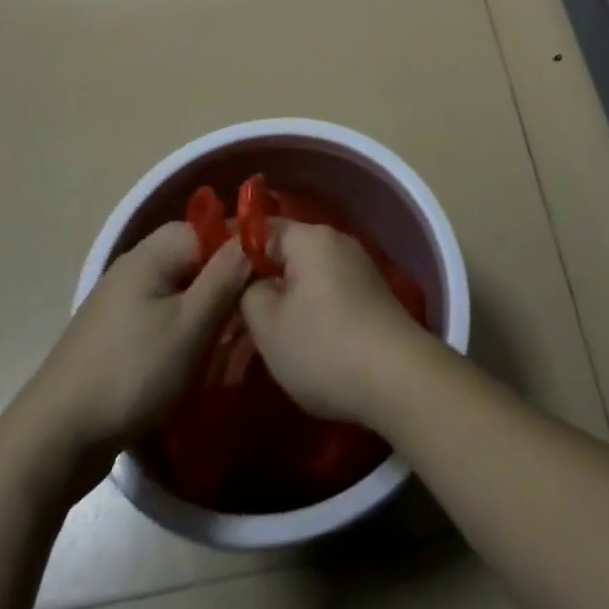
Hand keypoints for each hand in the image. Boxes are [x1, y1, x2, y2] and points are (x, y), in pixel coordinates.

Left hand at [0, 222, 248, 498]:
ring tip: (225, 349)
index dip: (240, 249)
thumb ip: (225, 276)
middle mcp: (134, 268)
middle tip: (247, 321)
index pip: (210, 228)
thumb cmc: (131, 373)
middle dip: (225, 287)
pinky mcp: (114, 336)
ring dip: (206, 315)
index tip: (267, 278)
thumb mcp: (191, 325)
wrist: (53, 440)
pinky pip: (161, 319)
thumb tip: (254, 236)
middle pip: (195, 260)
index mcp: (151, 254)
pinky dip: (182, 335)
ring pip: (181, 293)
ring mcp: (120, 302)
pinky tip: (193, 365)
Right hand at [239, 219, 432, 427]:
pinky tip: (299, 342)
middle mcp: (337, 241)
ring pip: (306, 276)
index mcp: (310, 238)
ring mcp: (358, 267)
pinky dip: (309, 310)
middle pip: (285, 253)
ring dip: (284, 300)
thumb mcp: (268, 326)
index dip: (232, 252)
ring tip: (261, 336)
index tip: (210, 279)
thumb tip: (252, 283)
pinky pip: (327, 292)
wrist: (398, 378)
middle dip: (259, 281)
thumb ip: (248, 293)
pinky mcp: (371, 294)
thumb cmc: (323, 347)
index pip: (260, 229)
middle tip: (232, 315)